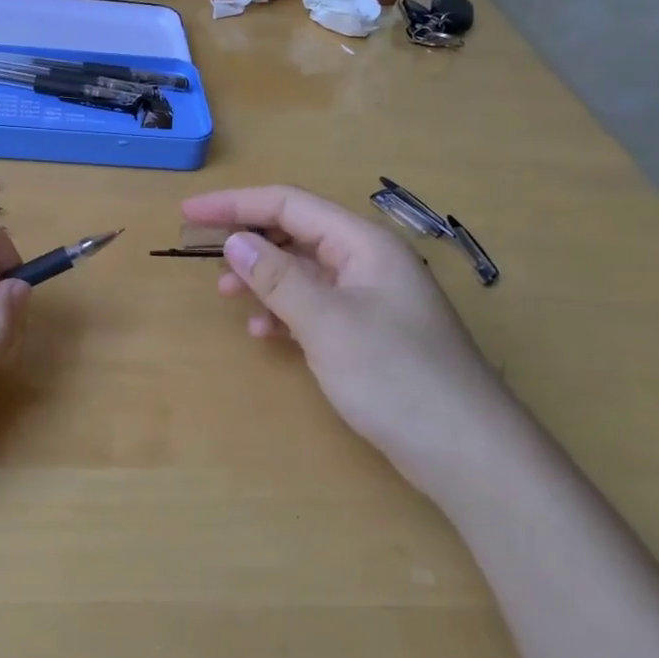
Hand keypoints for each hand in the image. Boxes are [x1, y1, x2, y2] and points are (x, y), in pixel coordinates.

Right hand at [182, 185, 525, 500]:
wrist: (469, 453)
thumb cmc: (396, 376)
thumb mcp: (327, 322)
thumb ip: (277, 278)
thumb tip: (234, 240)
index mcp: (363, 244)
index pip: (289, 204)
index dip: (236, 204)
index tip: (190, 212)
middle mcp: (367, 262)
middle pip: (297, 233)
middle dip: (249, 240)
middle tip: (203, 255)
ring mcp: (371, 300)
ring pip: (304, 272)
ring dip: (264, 279)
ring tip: (227, 296)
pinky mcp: (369, 335)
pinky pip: (316, 308)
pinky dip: (286, 313)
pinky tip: (266, 334)